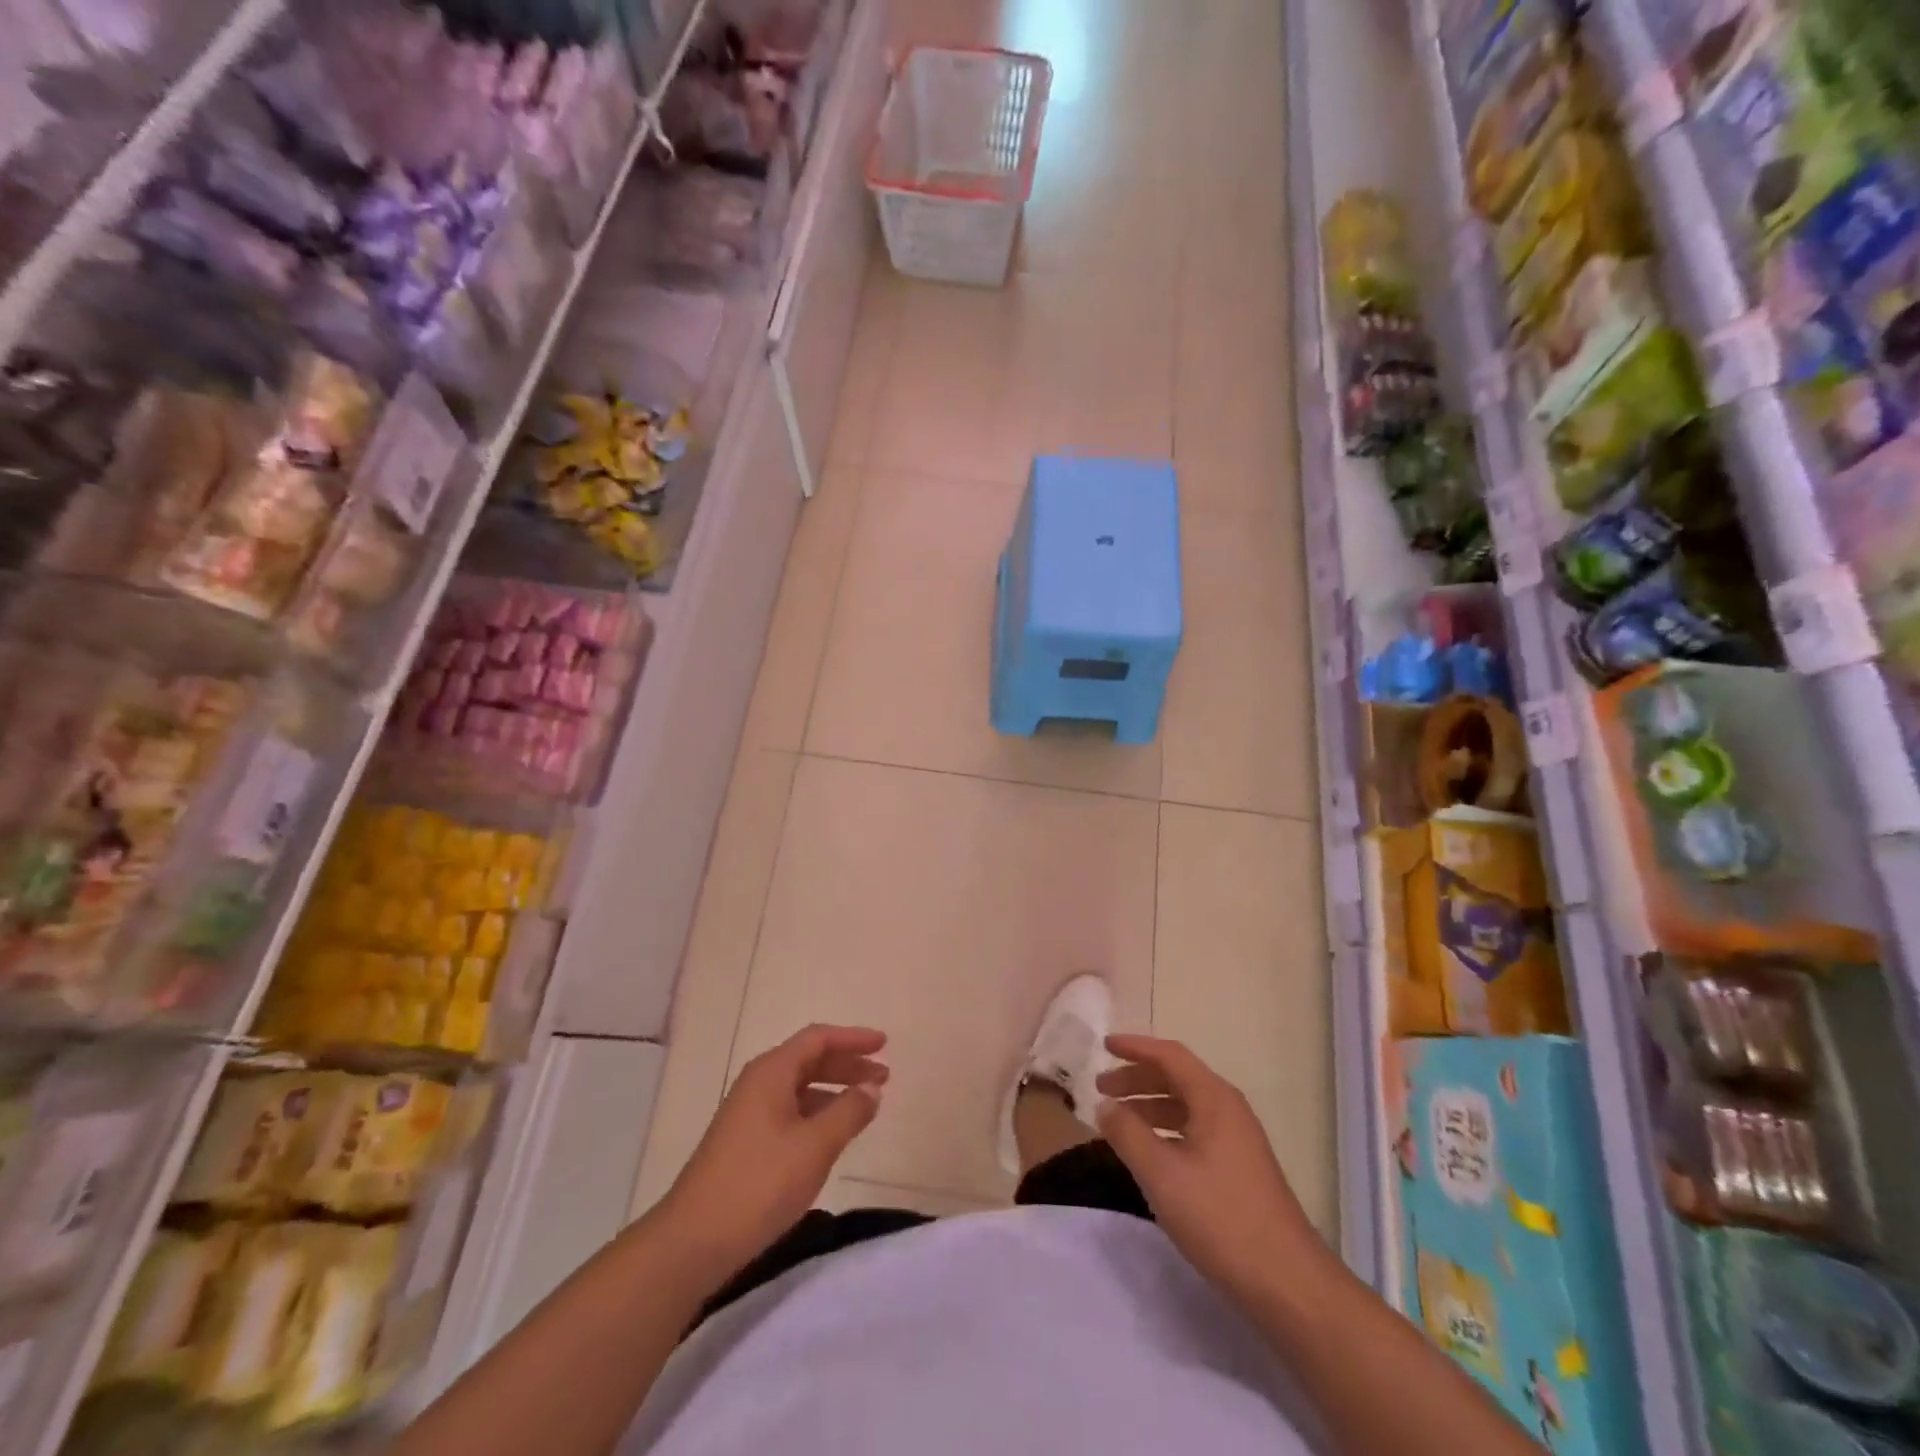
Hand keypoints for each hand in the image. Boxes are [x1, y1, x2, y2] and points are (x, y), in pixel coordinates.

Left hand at [660, 1024, 887, 1276]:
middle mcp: (758, 1083)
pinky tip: (832, 1135)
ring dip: (834, 1091)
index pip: (818, 1039)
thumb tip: (871, 1088)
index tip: (884, 1044)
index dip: (853, 1038)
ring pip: (800, 1088)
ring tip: (865, 1106)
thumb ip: (848, 1112)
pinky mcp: (745, 1142)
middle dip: (847, 1065)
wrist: (692, 1242)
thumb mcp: (814, 1146)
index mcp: (771, 1072)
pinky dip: (817, 1113)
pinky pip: (790, 1111)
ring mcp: (748, 1113)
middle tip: (883, 1077)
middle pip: (809, 1060)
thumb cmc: (759, 1184)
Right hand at [1096, 1033, 1325, 1302]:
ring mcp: (1237, 1139)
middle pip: (1177, 1077)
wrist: (1288, 1283)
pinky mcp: (1239, 1167)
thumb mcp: (1163, 1174)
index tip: (1104, 1045)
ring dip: (1149, 1106)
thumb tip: (1105, 1106)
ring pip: (1185, 1106)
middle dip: (1137, 1078)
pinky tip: (1148, 1152)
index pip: (1169, 1055)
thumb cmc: (1221, 1218)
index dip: (1135, 1047)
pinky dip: (1165, 1130)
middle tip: (1101, 1087)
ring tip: (1117, 1121)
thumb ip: (1128, 1134)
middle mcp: (1228, 1109)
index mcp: (1214, 1099)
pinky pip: (1194, 1130)